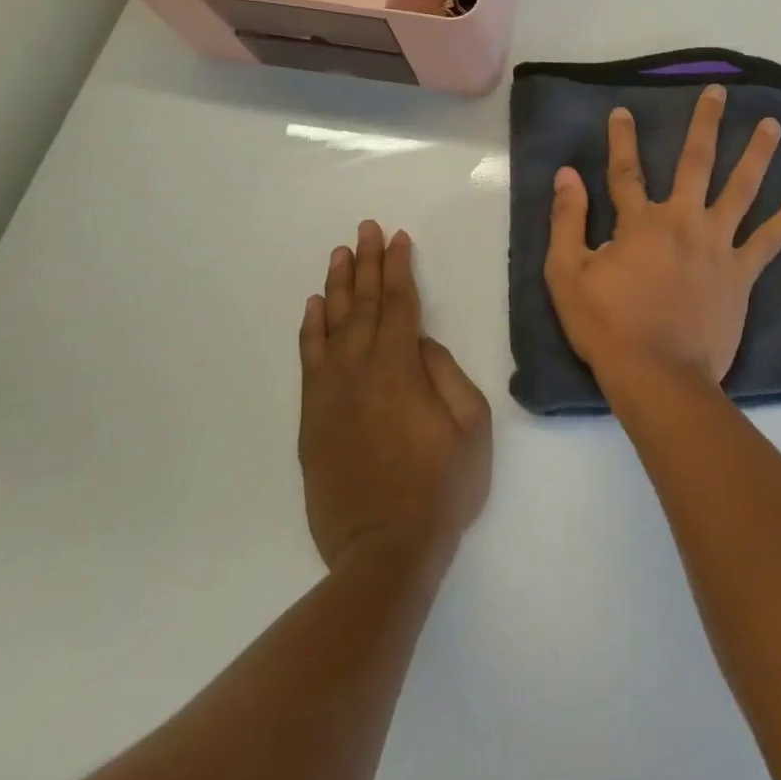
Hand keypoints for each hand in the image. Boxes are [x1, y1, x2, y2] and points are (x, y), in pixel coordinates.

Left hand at [298, 222, 491, 572]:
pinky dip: (311, 329)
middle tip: (365, 229)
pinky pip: (309, 360)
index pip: (399, 304)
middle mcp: (360, 371)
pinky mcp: (313, 418)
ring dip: (337, 286)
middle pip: (364, 305)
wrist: (384, 550)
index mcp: (401, 369)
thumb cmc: (441, 488)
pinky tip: (315, 306)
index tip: (397, 238)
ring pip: (332, 326)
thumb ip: (447, 374)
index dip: (398, 268)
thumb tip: (420, 343)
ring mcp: (330, 394)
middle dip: (367, 263)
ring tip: (339, 254)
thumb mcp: (471, 427)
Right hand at [545, 84, 780, 395]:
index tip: (622, 111)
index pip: (627, 170)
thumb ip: (567, 220)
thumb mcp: (567, 273)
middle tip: (718, 92)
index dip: (622, 139)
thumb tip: (567, 174)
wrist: (657, 373)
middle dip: (706, 123)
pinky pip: (770, 239)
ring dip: (757, 153)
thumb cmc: (608, 326)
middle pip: (696, 162)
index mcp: (640, 221)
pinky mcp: (742, 273)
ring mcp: (718, 245)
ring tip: (773, 124)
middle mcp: (683, 221)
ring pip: (741, 189)